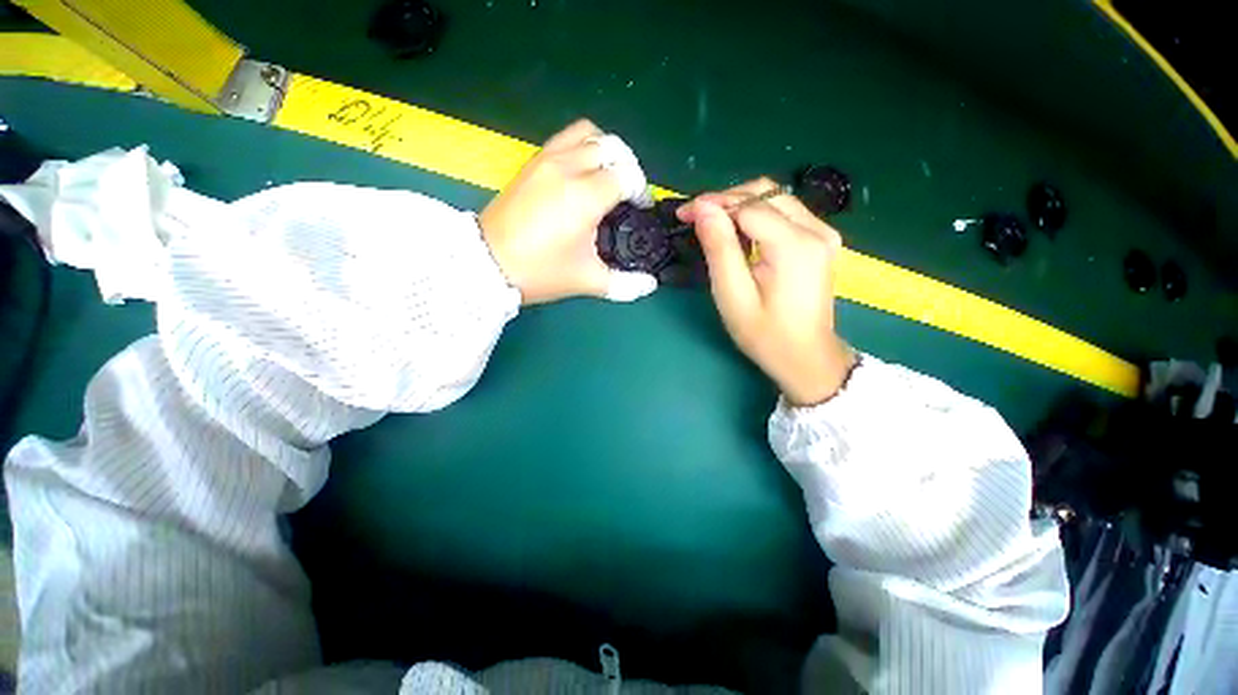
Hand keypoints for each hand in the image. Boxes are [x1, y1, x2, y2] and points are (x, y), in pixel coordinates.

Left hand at [479, 119, 656, 304]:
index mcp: (586, 196)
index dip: (640, 190)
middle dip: (628, 166)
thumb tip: (650, 285)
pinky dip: (581, 147)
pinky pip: (564, 139)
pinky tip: (581, 174)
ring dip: (605, 150)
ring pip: (587, 133)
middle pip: (612, 146)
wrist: (488, 264)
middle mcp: (568, 168)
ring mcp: (546, 160)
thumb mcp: (587, 280)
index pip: (627, 175)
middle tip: (627, 192)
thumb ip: (624, 284)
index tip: (639, 209)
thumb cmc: (541, 272)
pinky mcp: (531, 162)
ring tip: (606, 176)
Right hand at [677, 178, 855, 405]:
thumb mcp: (733, 296)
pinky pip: (785, 212)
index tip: (684, 214)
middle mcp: (815, 230)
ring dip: (740, 205)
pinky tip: (739, 231)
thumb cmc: (765, 335)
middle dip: (725, 199)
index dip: (713, 204)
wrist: (806, 356)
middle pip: (764, 193)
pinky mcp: (821, 239)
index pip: (748, 206)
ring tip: (712, 224)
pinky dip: (757, 214)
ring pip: (775, 198)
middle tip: (695, 218)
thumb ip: (720, 249)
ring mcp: (823, 233)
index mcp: (794, 246)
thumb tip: (703, 210)